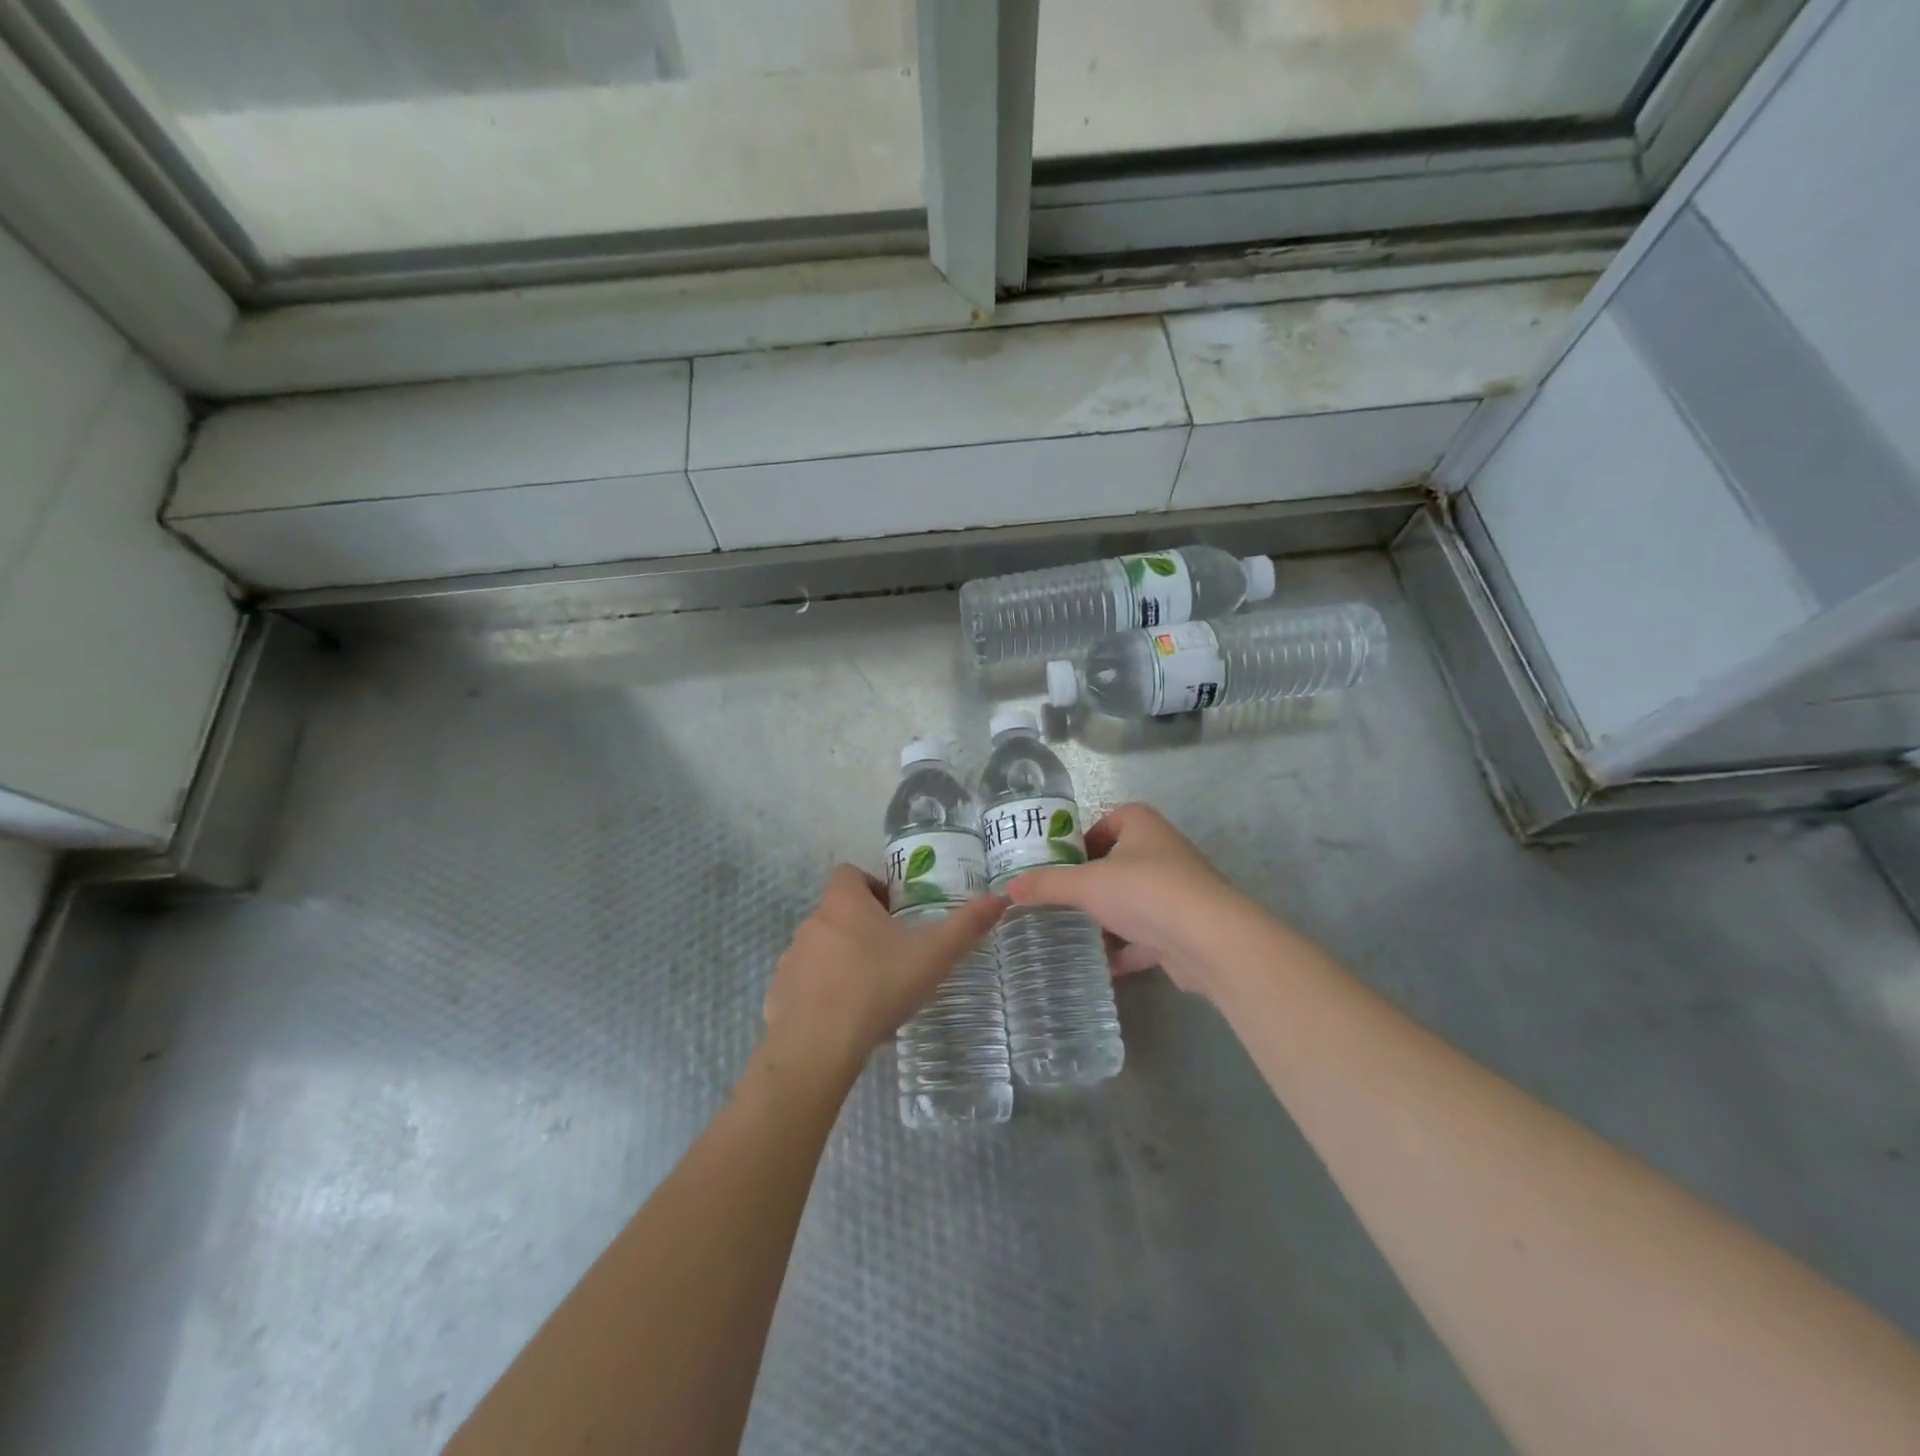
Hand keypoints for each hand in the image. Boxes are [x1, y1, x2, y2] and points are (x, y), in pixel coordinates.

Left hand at [764, 865, 1004, 1075]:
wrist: (817, 1048)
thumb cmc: (877, 987)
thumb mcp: (933, 956)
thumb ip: (966, 926)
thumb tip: (1000, 899)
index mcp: (844, 903)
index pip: (849, 874)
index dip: (872, 886)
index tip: (895, 912)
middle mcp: (812, 923)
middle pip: (837, 912)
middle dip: (863, 927)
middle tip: (893, 955)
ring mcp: (791, 959)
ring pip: (820, 948)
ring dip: (841, 960)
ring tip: (871, 992)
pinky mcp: (778, 995)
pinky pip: (803, 984)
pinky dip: (821, 994)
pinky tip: (844, 1021)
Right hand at [1005, 803, 1253, 1001]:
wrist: (1208, 939)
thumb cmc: (1144, 891)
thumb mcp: (1086, 884)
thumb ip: (1047, 885)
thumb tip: (1008, 888)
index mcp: (1142, 825)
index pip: (1108, 820)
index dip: (1082, 840)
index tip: (1060, 864)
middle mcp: (1162, 851)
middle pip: (1118, 863)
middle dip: (1091, 884)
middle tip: (1059, 901)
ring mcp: (1176, 890)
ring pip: (1132, 901)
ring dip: (1108, 918)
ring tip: (1073, 933)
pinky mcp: (1183, 927)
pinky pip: (1146, 934)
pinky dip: (1126, 949)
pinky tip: (1102, 964)